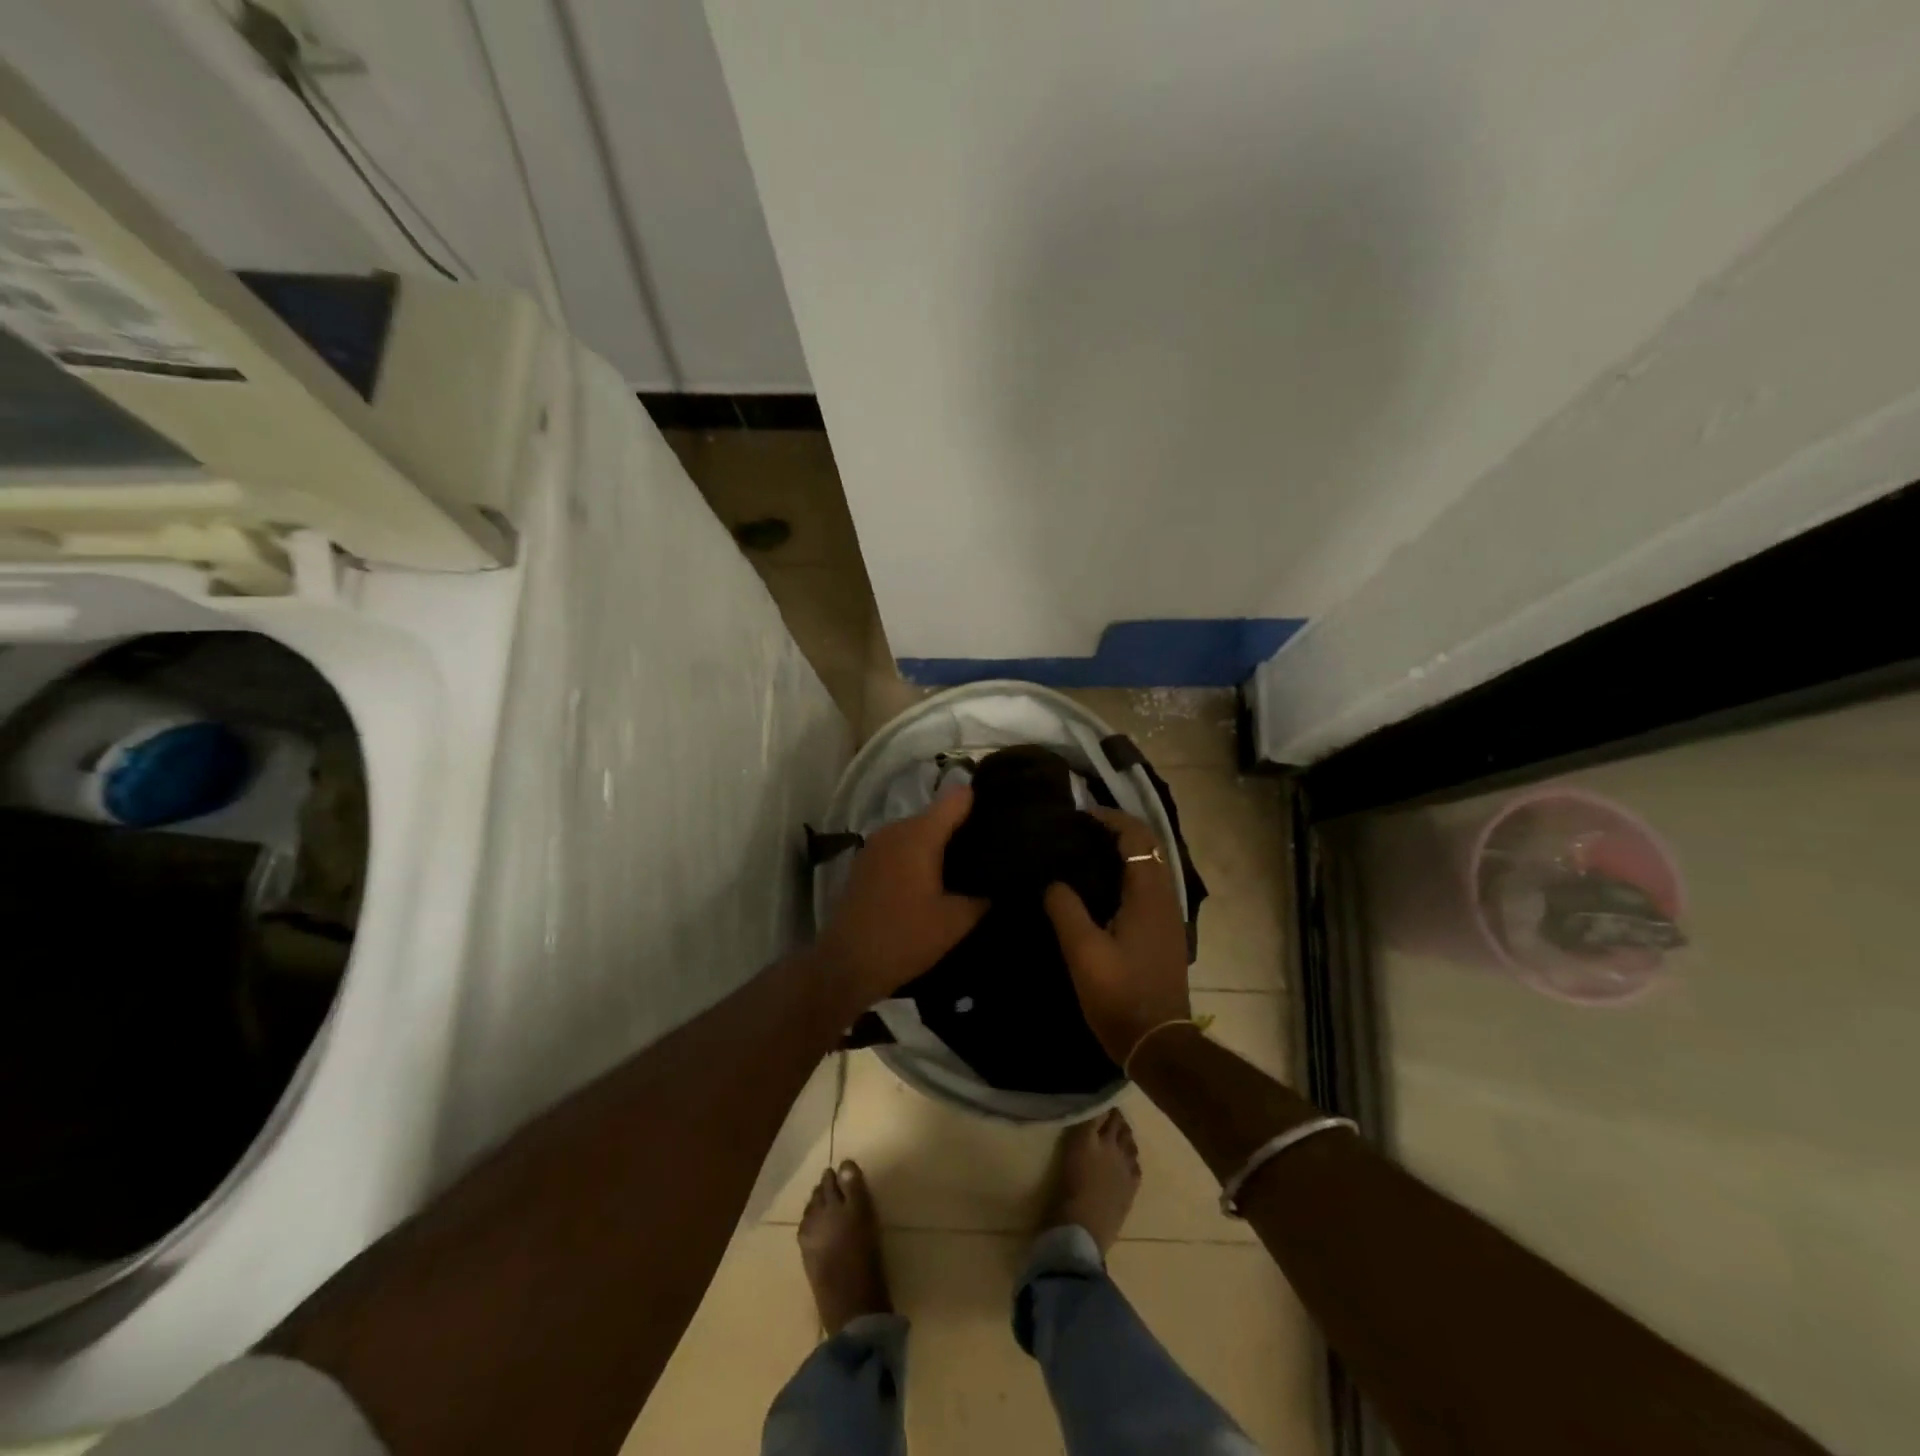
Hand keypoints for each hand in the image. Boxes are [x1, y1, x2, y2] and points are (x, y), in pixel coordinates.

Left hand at [813, 787, 986, 1016]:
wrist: (846, 964)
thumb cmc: (904, 937)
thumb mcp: (955, 922)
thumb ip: (982, 897)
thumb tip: (998, 884)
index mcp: (919, 834)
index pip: (956, 799)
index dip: (980, 801)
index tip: (1004, 810)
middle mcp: (895, 830)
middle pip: (936, 815)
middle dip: (962, 828)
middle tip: (991, 848)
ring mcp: (875, 846)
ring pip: (917, 833)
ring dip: (938, 845)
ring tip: (966, 866)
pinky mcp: (865, 864)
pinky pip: (900, 849)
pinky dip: (918, 857)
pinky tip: (933, 881)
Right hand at [1044, 807, 1191, 1064]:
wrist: (1157, 1043)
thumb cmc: (1120, 995)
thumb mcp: (1084, 952)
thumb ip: (1066, 909)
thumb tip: (1053, 880)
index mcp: (1148, 894)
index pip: (1137, 837)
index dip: (1110, 819)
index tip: (1078, 816)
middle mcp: (1164, 897)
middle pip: (1146, 848)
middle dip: (1115, 832)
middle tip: (1076, 833)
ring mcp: (1168, 917)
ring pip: (1148, 868)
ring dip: (1120, 854)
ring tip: (1080, 856)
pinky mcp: (1163, 934)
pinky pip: (1146, 889)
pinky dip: (1124, 876)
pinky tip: (1096, 892)